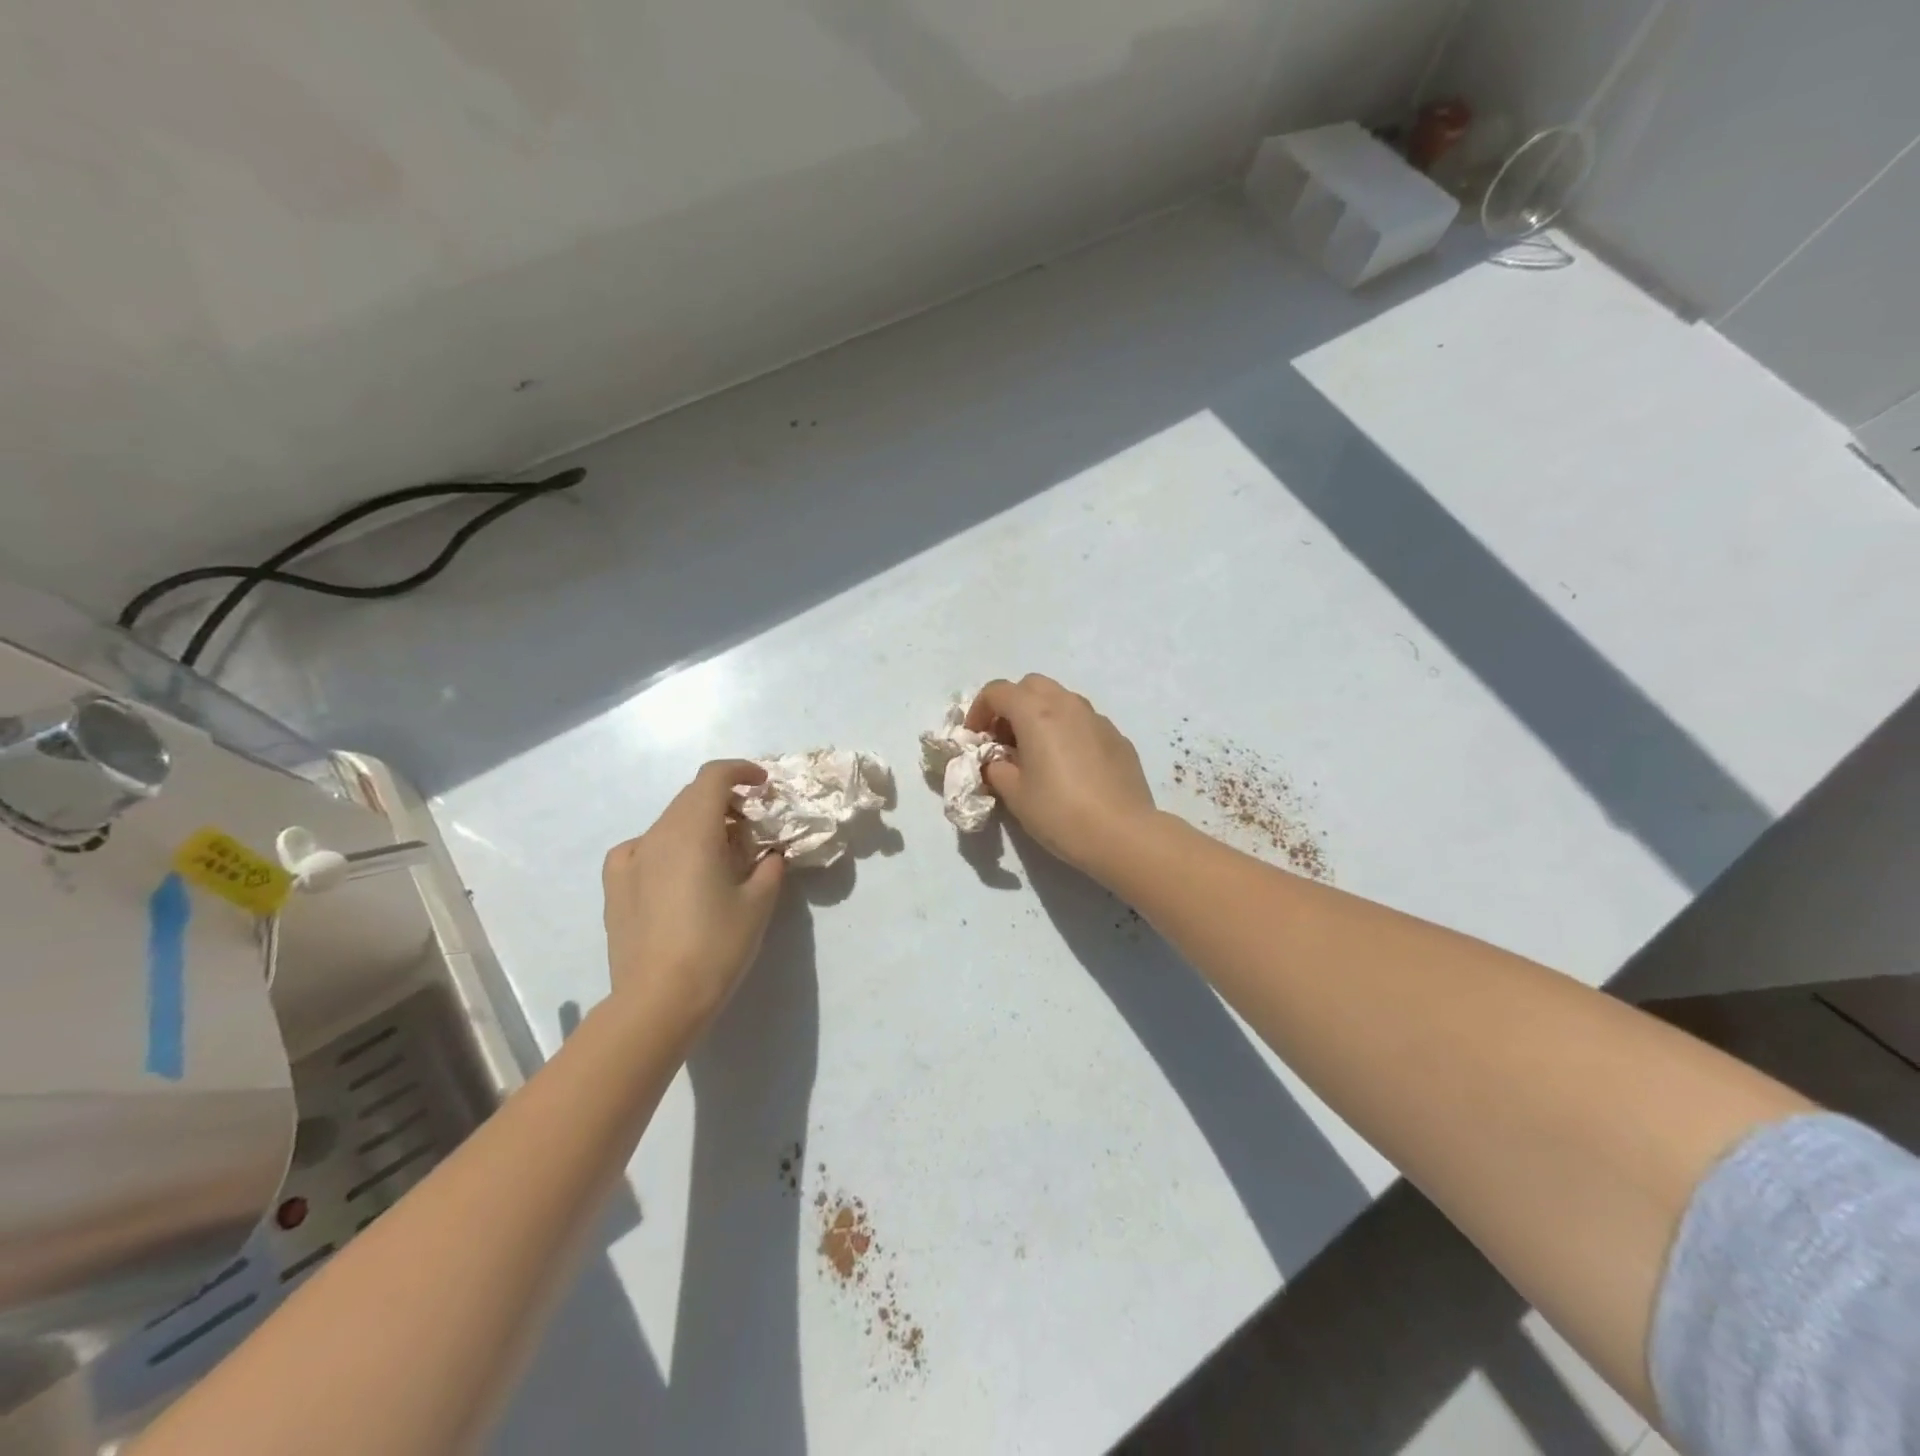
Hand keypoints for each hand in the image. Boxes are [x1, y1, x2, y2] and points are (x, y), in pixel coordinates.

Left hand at [602, 760, 785, 1025]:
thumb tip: (769, 853)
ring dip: (699, 825)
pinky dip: (667, 847)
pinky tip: (677, 873)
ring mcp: (630, 859)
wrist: (659, 1000)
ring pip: (669, 822)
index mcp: (693, 831)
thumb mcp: (759, 903)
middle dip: (725, 802)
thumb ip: (769, 866)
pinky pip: (643, 848)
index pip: (713, 777)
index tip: (763, 786)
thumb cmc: (717, 946)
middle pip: (692, 798)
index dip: (741, 771)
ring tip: (719, 857)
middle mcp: (657, 835)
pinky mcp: (615, 885)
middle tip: (751, 828)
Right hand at [967, 675, 1158, 881]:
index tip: (975, 738)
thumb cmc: (1059, 812)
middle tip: (1004, 740)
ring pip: (1061, 700)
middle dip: (1011, 705)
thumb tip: (996, 761)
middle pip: (1031, 686)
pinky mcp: (1117, 737)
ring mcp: (1097, 719)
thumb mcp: (1015, 794)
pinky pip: (1084, 722)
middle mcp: (1068, 705)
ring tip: (1036, 752)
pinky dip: (1067, 731)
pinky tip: (1068, 766)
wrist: (1122, 834)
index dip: (979, 710)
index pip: (997, 691)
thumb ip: (996, 768)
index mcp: (1036, 713)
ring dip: (1041, 715)